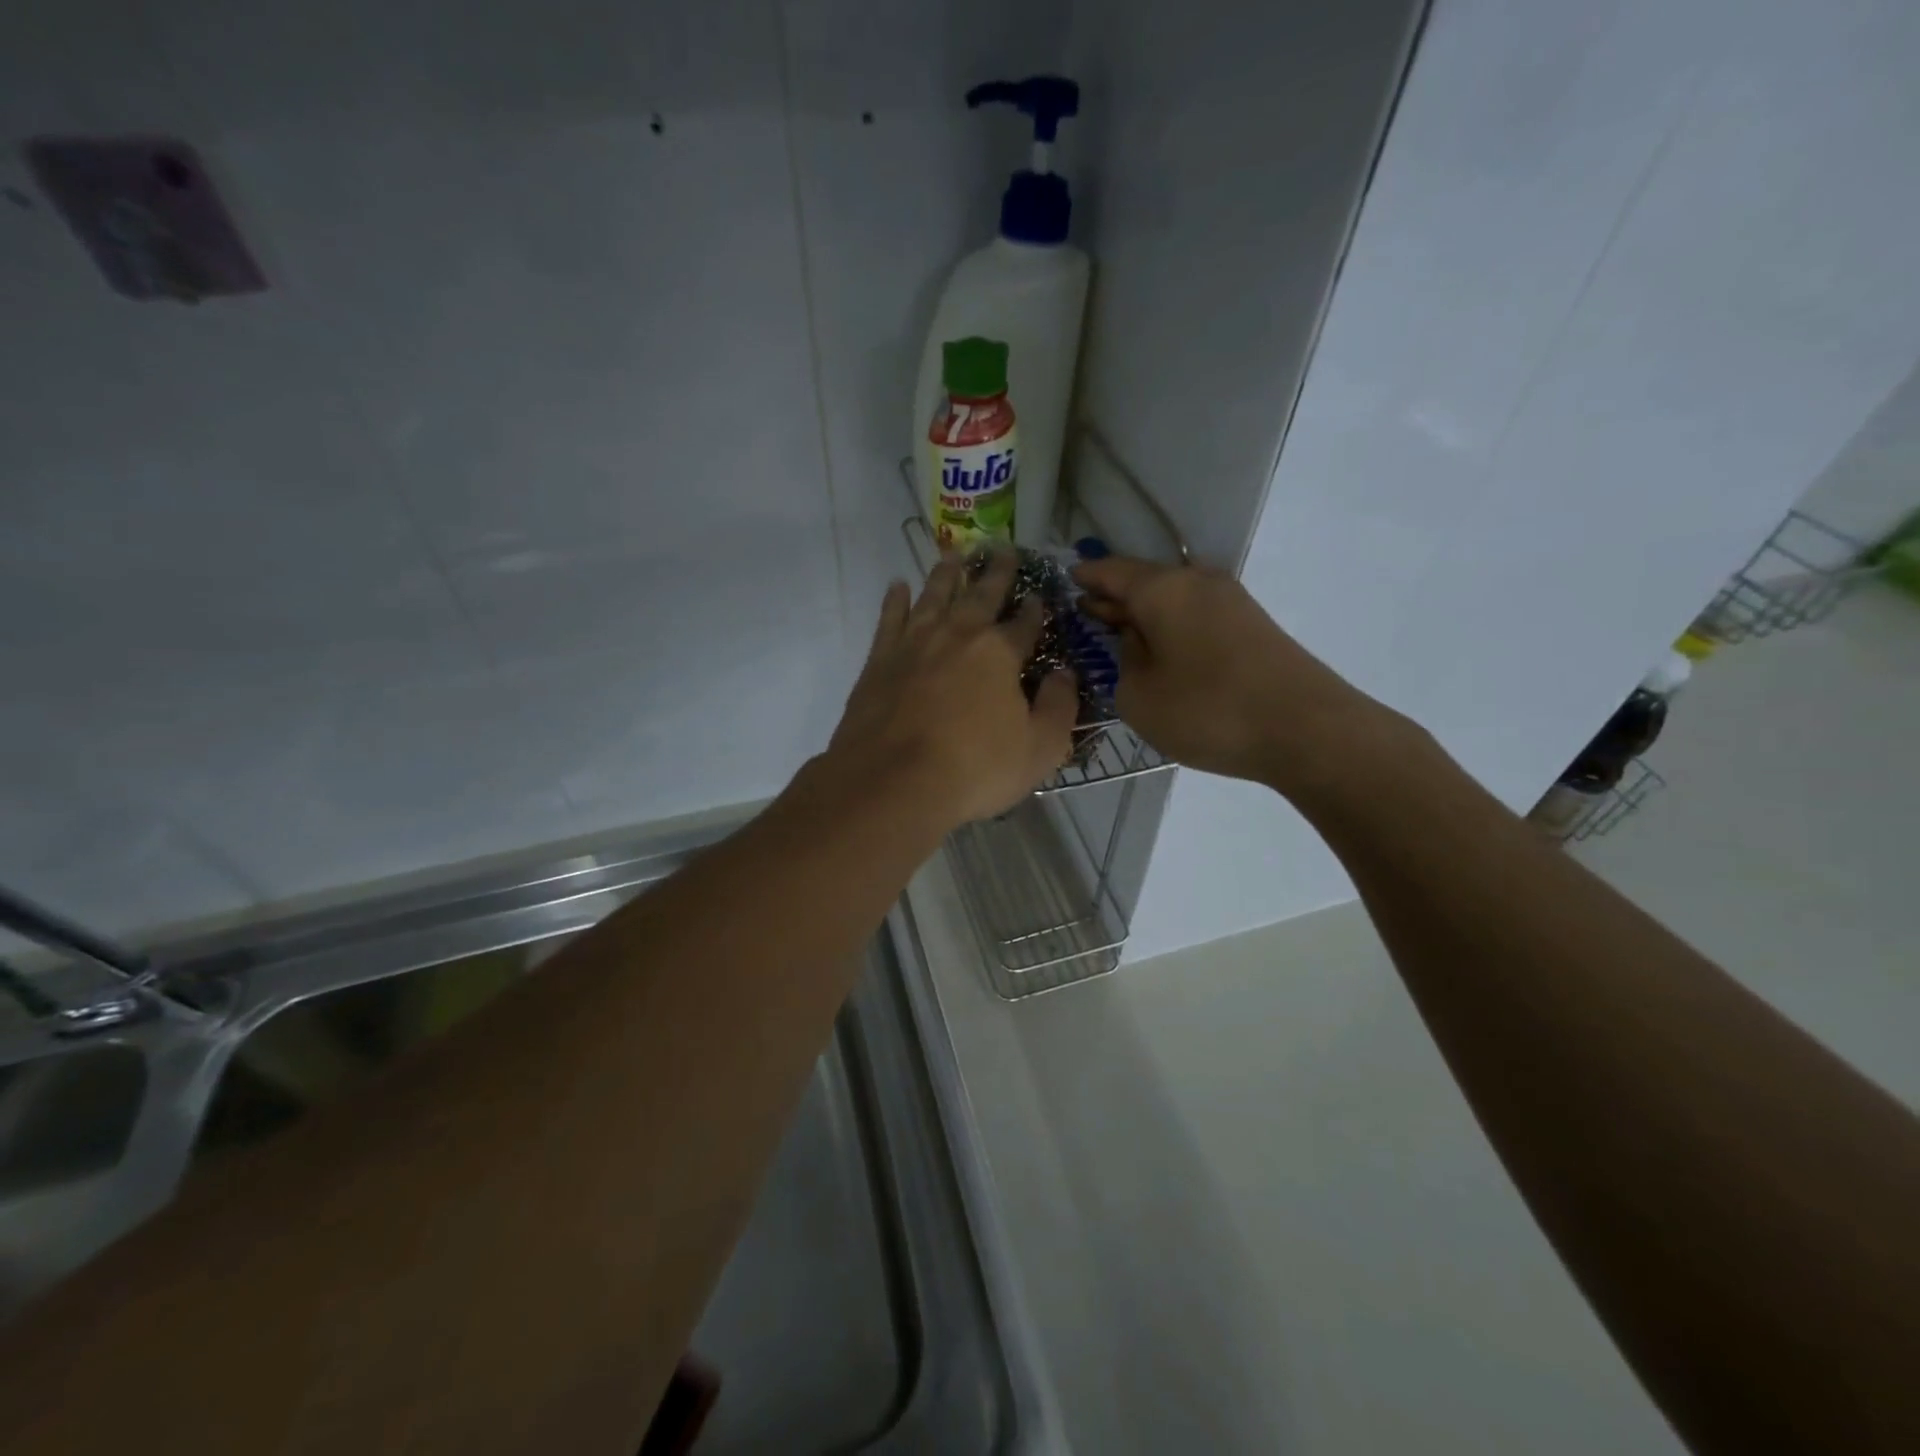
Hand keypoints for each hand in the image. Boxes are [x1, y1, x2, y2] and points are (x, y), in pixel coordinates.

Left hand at [828, 548, 1077, 830]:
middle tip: (1002, 549)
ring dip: (947, 573)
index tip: (1040, 597)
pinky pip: (890, 619)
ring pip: (933, 595)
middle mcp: (957, 635)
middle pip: (980, 595)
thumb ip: (1059, 706)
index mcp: (999, 653)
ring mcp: (914, 643)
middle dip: (996, 572)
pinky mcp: (880, 660)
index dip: (1035, 610)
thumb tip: (1065, 674)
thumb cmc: (974, 769)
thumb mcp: (1040, 748)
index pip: (1024, 623)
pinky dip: (895, 600)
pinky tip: (898, 586)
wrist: (893, 783)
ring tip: (954, 554)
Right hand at [1072, 556, 1402, 797]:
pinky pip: (1194, 616)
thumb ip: (1124, 663)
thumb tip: (1138, 643)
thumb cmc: (1208, 710)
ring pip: (1171, 599)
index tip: (1065, 580)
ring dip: (1143, 613)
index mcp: (1163, 589)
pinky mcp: (1250, 626)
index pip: (1111, 572)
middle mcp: (1197, 582)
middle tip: (1083, 610)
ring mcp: (1229, 602)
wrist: (1306, 729)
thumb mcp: (1139, 696)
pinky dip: (1169, 627)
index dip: (1085, 577)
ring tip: (1116, 632)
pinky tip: (1159, 650)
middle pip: (1143, 581)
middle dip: (1112, 595)